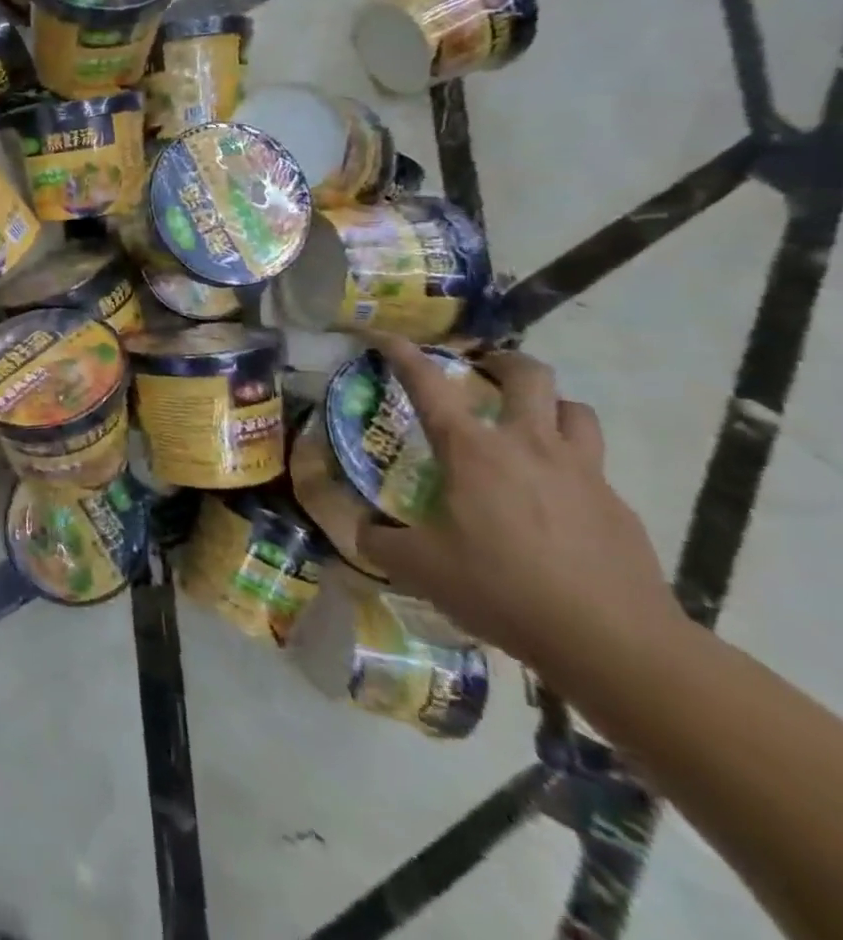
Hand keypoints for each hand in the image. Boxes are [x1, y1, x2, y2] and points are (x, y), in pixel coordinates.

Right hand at [355, 337, 683, 678]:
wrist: (617, 644)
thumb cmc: (503, 589)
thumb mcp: (419, 568)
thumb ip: (380, 541)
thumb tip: (362, 530)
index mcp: (473, 451)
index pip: (429, 385)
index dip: (404, 354)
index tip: (386, 338)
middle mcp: (529, 446)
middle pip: (529, 376)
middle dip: (503, 362)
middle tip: (483, 370)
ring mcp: (583, 474)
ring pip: (576, 411)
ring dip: (550, 405)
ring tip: (529, 423)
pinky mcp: (619, 508)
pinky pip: (595, 466)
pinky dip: (571, 465)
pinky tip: (556, 499)